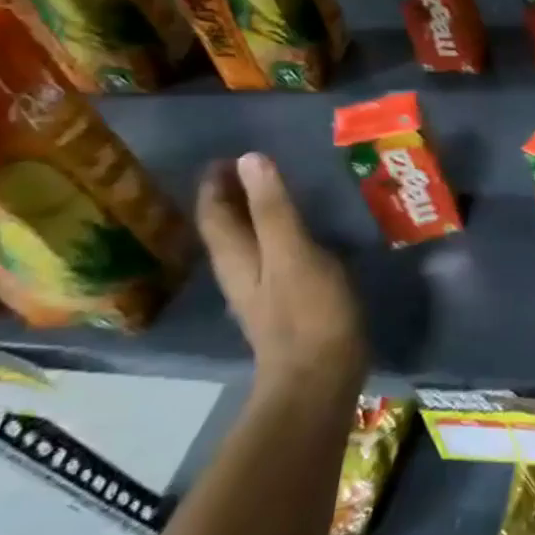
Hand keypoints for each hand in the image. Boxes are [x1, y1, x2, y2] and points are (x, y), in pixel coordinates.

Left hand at [196, 153, 365, 400]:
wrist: (319, 378)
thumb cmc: (308, 313)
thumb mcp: (293, 253)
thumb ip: (274, 209)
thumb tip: (249, 159)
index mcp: (237, 258)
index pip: (216, 213)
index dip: (216, 184)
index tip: (227, 156)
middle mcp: (241, 273)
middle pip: (226, 230)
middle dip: (231, 199)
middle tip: (250, 168)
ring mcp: (262, 293)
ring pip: (246, 246)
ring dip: (253, 218)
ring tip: (274, 195)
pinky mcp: (285, 306)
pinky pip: (271, 260)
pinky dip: (277, 239)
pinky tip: (299, 237)